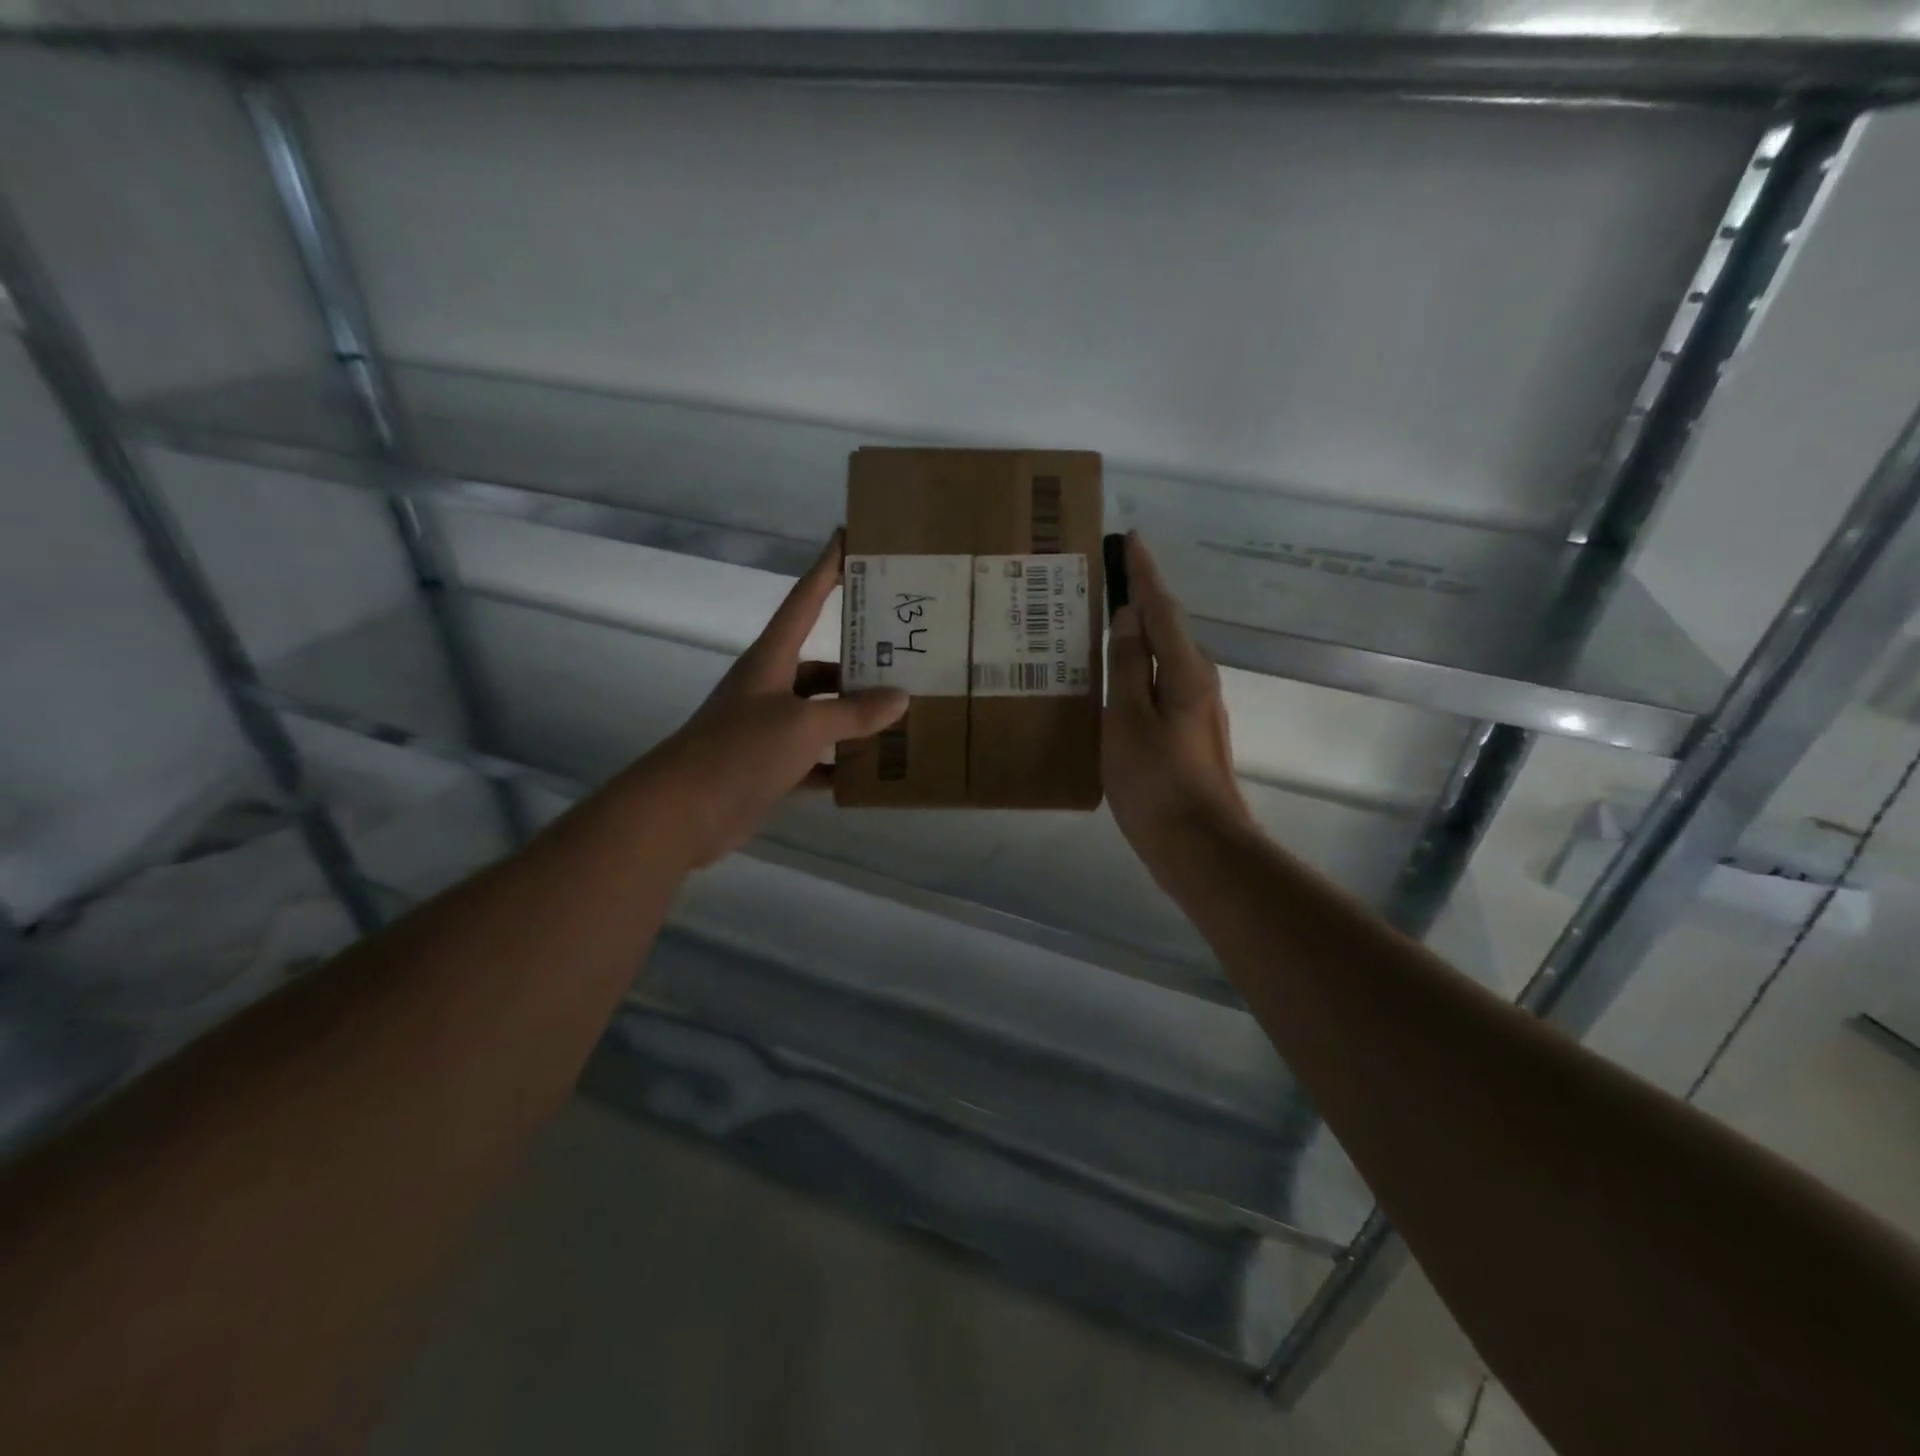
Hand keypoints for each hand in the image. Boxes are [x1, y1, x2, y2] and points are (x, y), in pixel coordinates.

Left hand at [645, 531, 907, 866]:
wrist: (682, 813)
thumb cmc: (739, 752)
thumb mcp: (803, 725)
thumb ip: (853, 712)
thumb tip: (901, 697)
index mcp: (772, 660)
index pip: (805, 600)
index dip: (827, 569)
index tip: (848, 538)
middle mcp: (770, 687)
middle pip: (823, 665)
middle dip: (860, 662)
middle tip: (907, 658)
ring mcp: (768, 729)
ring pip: (822, 714)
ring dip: (855, 718)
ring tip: (902, 718)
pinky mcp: (769, 767)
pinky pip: (814, 759)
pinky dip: (839, 764)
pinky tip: (872, 771)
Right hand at [1104, 531, 1254, 875]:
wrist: (1199, 845)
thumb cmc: (1156, 782)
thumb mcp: (1128, 721)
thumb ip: (1126, 666)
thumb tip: (1126, 617)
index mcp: (1184, 670)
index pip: (1161, 606)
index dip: (1144, 572)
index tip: (1130, 538)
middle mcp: (1197, 679)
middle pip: (1166, 626)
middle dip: (1139, 596)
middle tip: (1104, 578)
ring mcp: (1197, 706)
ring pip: (1164, 654)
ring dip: (1138, 632)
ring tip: (1102, 620)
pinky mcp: (1188, 730)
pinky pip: (1160, 680)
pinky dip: (1139, 665)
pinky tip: (1116, 675)